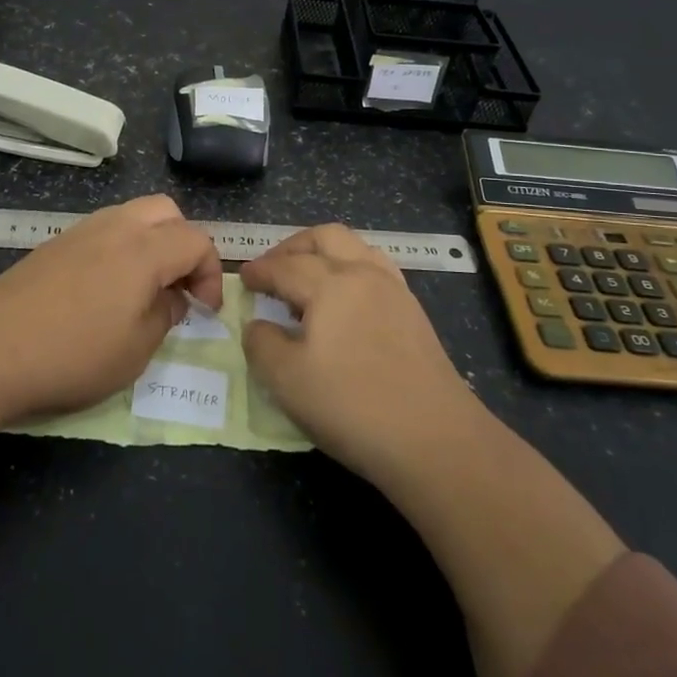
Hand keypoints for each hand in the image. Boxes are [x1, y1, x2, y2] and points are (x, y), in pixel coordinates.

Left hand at [0, 194, 223, 422]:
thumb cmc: (73, 354)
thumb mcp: (136, 350)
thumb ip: (165, 315)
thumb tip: (172, 297)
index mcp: (145, 250)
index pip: (197, 241)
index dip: (211, 274)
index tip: (205, 310)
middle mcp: (116, 227)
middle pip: (167, 212)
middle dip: (184, 244)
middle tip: (179, 286)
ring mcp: (82, 231)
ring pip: (133, 215)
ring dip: (152, 242)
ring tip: (144, 288)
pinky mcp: (56, 243)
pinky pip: (104, 229)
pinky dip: (122, 247)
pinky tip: (106, 288)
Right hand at [240, 224, 477, 481]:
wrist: (434, 439)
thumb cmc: (351, 406)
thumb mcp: (286, 380)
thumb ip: (261, 344)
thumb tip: (258, 325)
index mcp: (331, 283)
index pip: (285, 266)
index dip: (259, 271)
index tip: (242, 278)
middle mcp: (364, 274)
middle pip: (325, 237)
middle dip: (293, 246)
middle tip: (273, 268)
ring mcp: (395, 291)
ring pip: (356, 247)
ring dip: (326, 253)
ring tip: (309, 280)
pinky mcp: (414, 313)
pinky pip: (376, 270)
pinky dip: (352, 270)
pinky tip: (344, 302)